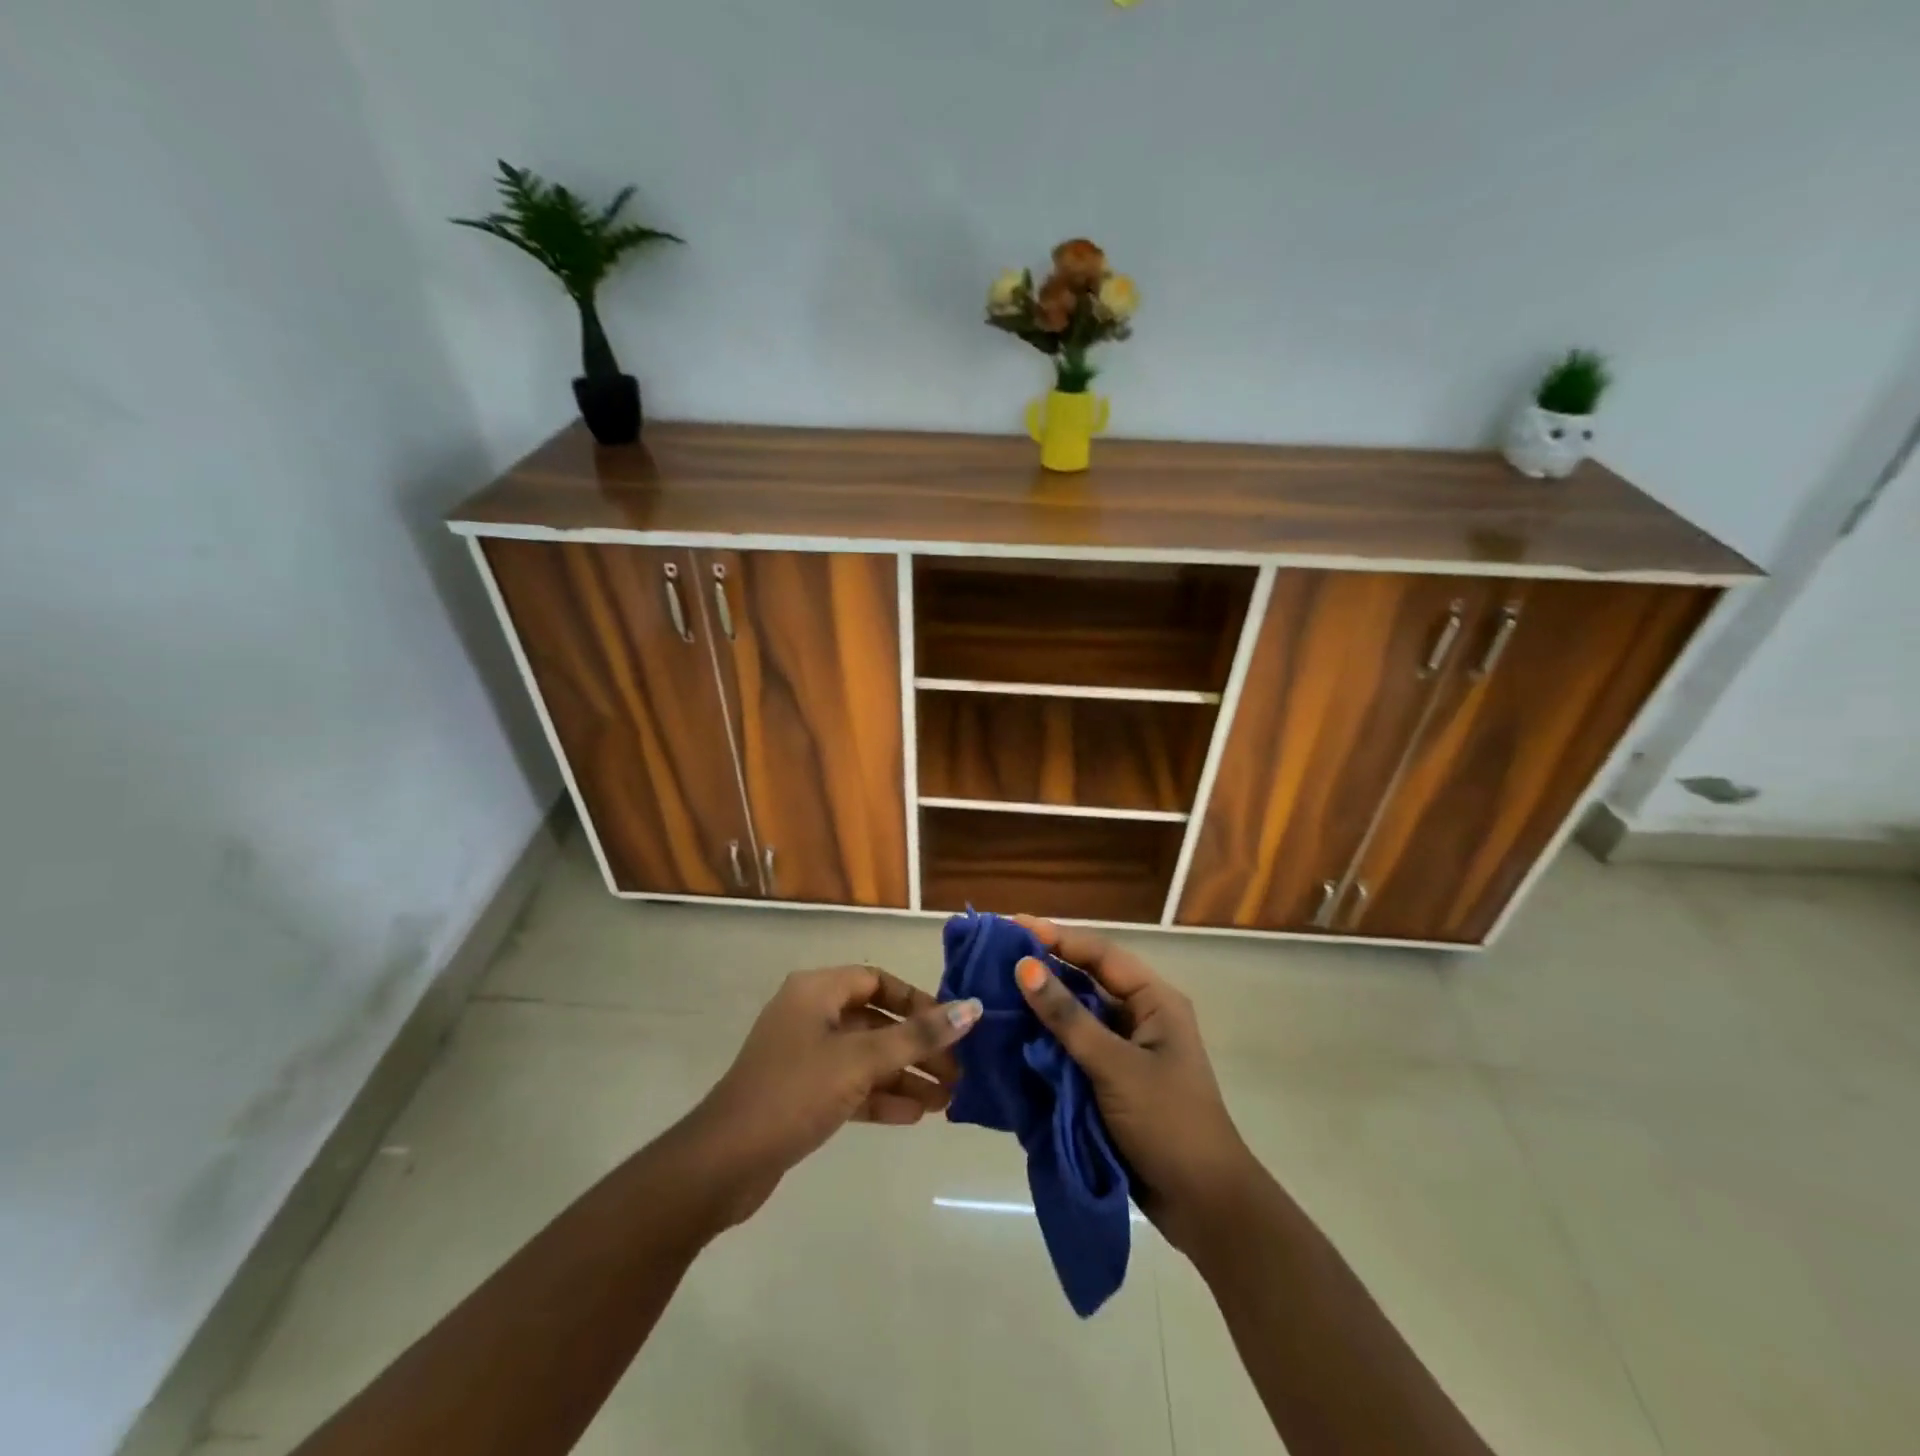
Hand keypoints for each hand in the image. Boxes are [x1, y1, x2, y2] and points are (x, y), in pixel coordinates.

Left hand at [677, 966, 980, 1226]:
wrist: (723, 1164)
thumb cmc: (794, 1093)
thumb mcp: (860, 1061)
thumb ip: (917, 1036)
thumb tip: (973, 1009)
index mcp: (817, 990)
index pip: (877, 980)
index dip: (917, 1000)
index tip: (951, 1026)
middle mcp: (810, 1015)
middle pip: (876, 1021)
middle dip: (917, 1046)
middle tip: (957, 1072)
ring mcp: (804, 1056)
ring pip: (865, 1057)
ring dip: (904, 1075)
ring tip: (947, 1101)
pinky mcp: (801, 1094)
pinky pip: (850, 1085)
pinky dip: (880, 1096)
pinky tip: (914, 1116)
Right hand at [1012, 916, 1256, 1256]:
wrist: (1204, 1206)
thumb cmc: (1167, 1123)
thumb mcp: (1115, 1066)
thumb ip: (1068, 1017)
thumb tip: (1024, 966)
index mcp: (1155, 1000)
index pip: (1100, 954)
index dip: (1056, 937)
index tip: (1011, 926)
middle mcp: (1141, 1015)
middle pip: (1087, 979)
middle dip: (1045, 968)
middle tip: (995, 956)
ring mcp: (1126, 1049)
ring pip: (1077, 1014)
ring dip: (1042, 1005)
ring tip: (994, 990)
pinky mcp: (1112, 1079)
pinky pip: (1074, 1047)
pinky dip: (1046, 1040)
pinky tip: (1012, 1035)